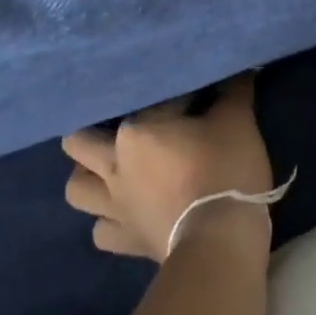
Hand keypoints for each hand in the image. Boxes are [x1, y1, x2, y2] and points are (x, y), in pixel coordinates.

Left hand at [62, 74, 273, 263]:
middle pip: (79, 141)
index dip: (169, 96)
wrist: (220, 244)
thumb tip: (239, 69)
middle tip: (119, 125)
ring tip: (107, 169)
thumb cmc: (225, 172)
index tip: (189, 97)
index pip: (148, 100)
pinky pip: (101, 231)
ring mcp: (114, 206)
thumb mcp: (237, 121)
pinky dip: (108, 222)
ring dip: (88, 177)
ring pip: (76, 188)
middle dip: (92, 130)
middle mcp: (114, 164)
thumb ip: (233, 90)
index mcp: (136, 129)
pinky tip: (124, 213)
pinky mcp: (124, 241)